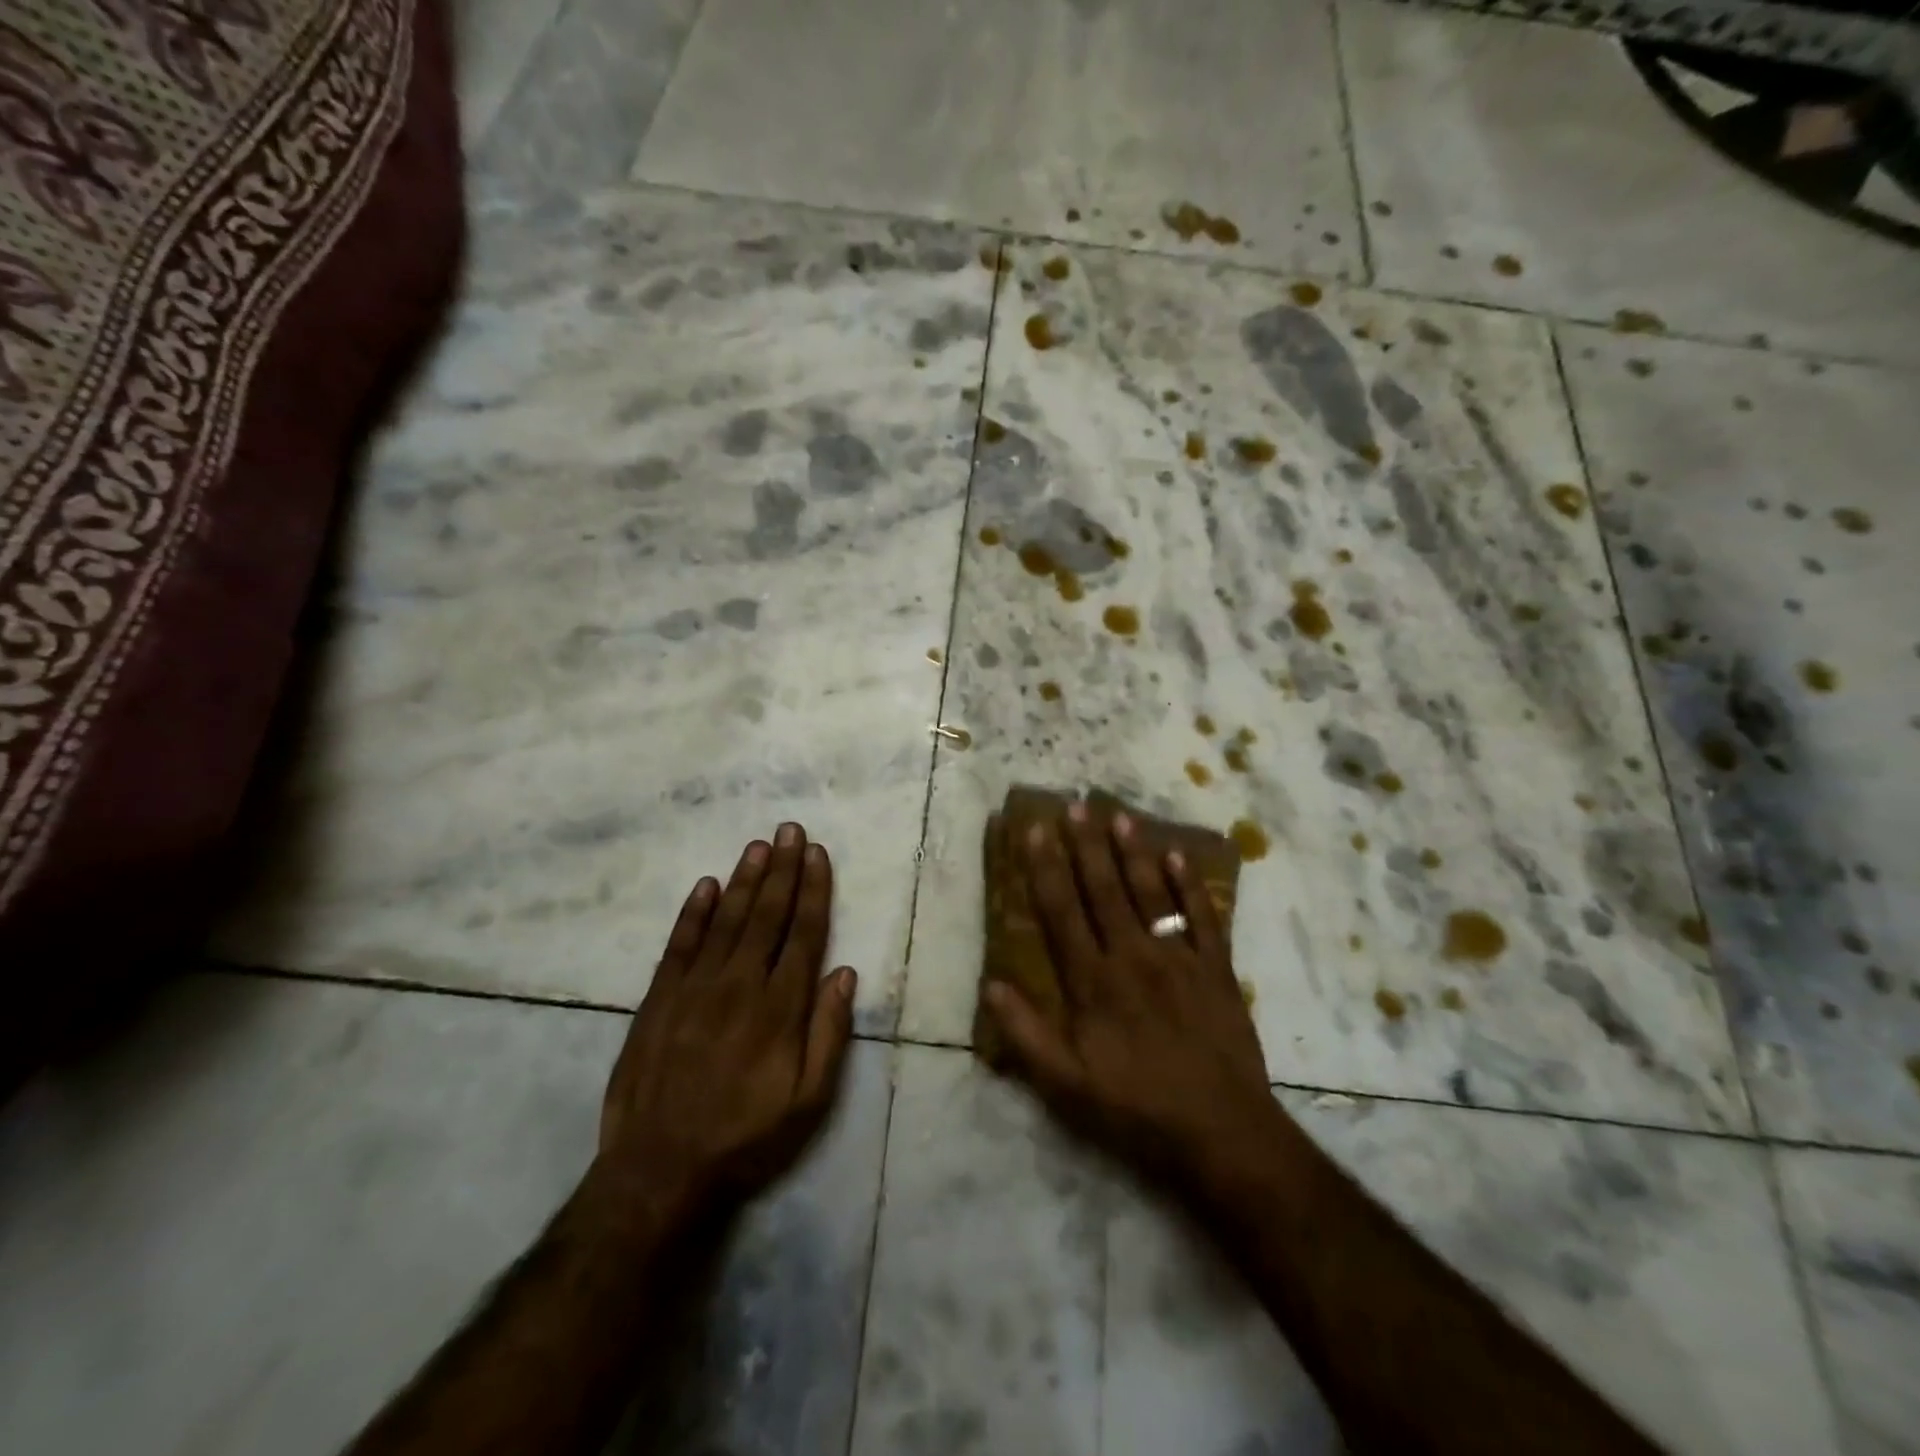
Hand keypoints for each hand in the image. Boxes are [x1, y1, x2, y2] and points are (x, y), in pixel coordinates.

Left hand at [593, 824, 856, 1215]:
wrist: (659, 1171)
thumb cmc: (746, 1137)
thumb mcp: (809, 1100)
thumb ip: (829, 1033)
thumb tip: (844, 973)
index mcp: (780, 1008)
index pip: (803, 933)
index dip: (813, 890)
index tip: (818, 854)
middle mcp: (739, 985)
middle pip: (766, 915)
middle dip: (782, 869)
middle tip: (790, 830)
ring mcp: (695, 988)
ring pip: (726, 920)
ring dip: (745, 880)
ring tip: (759, 845)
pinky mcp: (659, 999)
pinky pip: (680, 944)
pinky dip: (694, 912)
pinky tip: (706, 885)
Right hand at [984, 802, 1282, 1191]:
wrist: (1222, 1134)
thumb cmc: (1136, 1109)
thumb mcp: (1066, 1086)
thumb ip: (1026, 1034)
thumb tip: (991, 984)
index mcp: (1093, 982)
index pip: (1061, 912)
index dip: (1045, 869)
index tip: (1035, 830)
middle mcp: (1132, 957)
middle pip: (1103, 890)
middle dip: (1086, 845)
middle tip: (1075, 805)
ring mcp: (1178, 960)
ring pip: (1150, 894)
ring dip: (1133, 852)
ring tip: (1120, 815)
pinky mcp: (1216, 971)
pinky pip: (1203, 918)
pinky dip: (1191, 886)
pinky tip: (1178, 856)